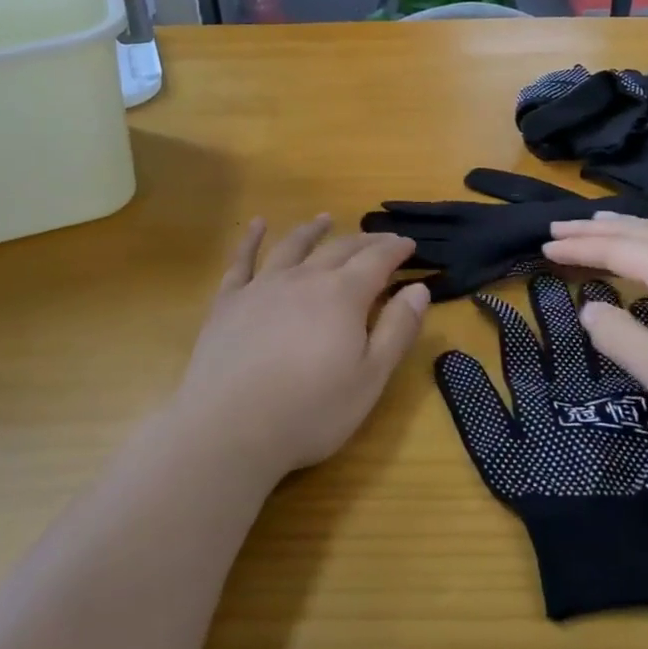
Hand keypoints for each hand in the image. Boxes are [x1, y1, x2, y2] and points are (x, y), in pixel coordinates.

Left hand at [176, 217, 429, 479]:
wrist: (230, 429)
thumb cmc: (310, 411)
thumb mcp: (370, 378)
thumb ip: (397, 330)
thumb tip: (419, 288)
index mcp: (343, 296)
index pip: (377, 260)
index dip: (395, 249)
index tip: (409, 243)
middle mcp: (304, 279)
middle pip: (339, 249)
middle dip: (364, 241)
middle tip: (380, 239)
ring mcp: (262, 287)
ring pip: (293, 246)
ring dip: (312, 231)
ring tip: (324, 219)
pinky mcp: (228, 301)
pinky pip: (242, 261)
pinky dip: (251, 239)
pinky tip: (257, 224)